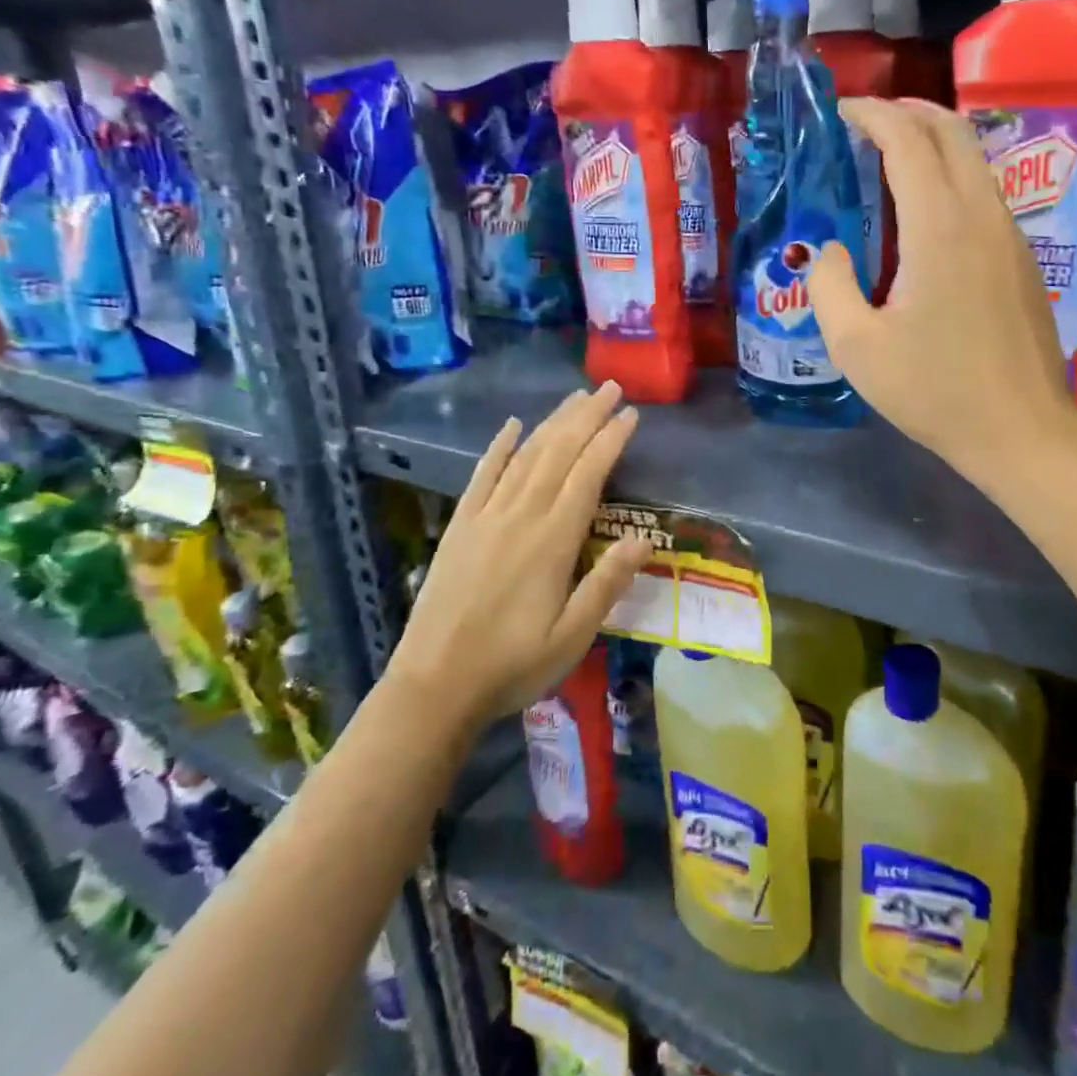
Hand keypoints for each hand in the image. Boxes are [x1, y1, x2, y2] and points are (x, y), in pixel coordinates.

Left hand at [390, 382, 651, 730]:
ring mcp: (485, 518)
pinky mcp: (460, 527)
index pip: (588, 475)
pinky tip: (511, 426)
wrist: (433, 687)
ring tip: (575, 398)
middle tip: (610, 388)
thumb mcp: (572, 636)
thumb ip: (607, 585)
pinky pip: (481, 476)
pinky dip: (498, 447)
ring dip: (552, 423)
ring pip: (524, 456)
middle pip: (558, 453)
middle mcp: (520, 517)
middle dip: (587, 417)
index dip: (610, 440)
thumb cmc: (512, 665)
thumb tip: (643, 541)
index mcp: (552, 541)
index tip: (630, 414)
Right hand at [810, 97, 1076, 485]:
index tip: (840, 112)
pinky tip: (925, 209)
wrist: (1022, 431)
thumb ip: (829, 286)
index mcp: (939, 227)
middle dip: (907, 111)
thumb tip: (826, 251)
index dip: (872, 114)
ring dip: (932, 141)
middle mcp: (981, 215)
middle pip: (951, 131)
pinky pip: (984, 192)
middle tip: (865, 122)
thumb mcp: (857, 348)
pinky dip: (950, 175)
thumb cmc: (935, 392)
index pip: (908, 140)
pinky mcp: (1021, 259)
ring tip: (890, 156)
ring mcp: (1009, 235)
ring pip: (974, 159)